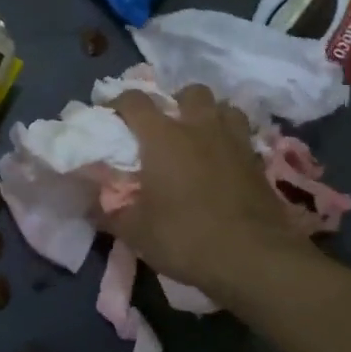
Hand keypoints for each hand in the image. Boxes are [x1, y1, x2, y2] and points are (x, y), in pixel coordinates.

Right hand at [101, 85, 327, 297]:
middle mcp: (199, 128)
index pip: (134, 100)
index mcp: (162, 136)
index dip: (118, 102)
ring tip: (200, 136)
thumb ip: (110, 213)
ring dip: (211, 115)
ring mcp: (234, 142)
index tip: (110, 116)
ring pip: (225, 107)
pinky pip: (244, 136)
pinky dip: (232, 141)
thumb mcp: (136, 231)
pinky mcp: (259, 162)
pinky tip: (225, 162)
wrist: (254, 260)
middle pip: (190, 92)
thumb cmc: (185, 237)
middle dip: (176, 101)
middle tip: (166, 125)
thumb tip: (91, 206)